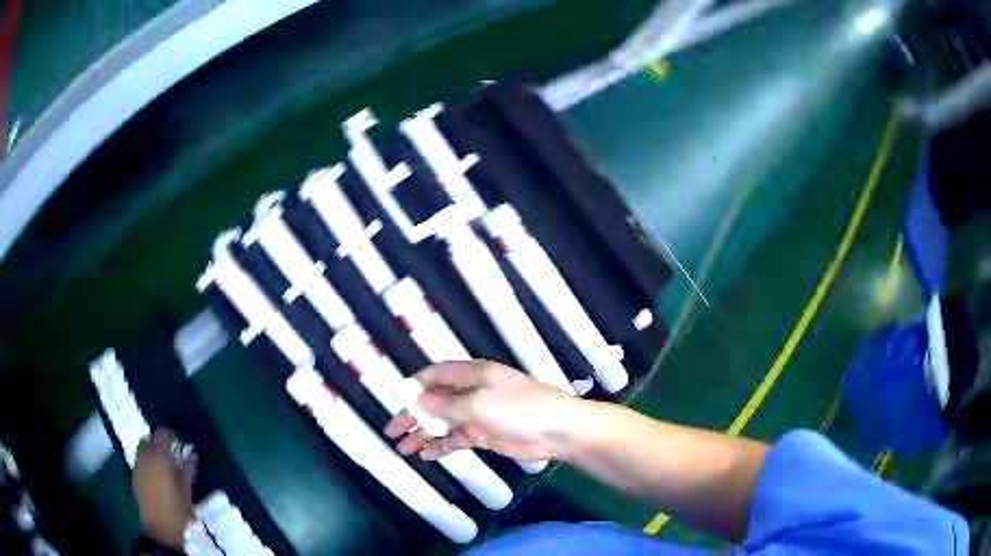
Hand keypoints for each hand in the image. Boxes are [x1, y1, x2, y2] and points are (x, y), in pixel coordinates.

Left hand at [132, 428, 197, 549]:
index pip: (163, 433)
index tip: (179, 441)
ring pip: (143, 448)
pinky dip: (147, 461)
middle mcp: (145, 456)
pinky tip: (156, 476)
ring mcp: (137, 465)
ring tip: (163, 464)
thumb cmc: (176, 508)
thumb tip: (193, 454)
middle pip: (150, 439)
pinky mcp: (134, 474)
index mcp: (159, 456)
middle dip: (160, 442)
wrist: (159, 526)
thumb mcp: (186, 489)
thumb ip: (188, 468)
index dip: (171, 434)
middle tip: (172, 453)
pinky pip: (140, 460)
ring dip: (152, 451)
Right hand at [385, 360, 576, 461]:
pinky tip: (425, 455)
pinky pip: (455, 439)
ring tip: (402, 448)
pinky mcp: (483, 435)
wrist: (556, 430)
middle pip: (434, 402)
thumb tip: (415, 401)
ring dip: (422, 434)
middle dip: (412, 415)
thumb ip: (445, 405)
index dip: (414, 387)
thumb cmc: (518, 408)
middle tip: (391, 430)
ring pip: (441, 423)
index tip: (394, 400)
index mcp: (471, 375)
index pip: (435, 375)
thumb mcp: (478, 403)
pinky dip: (440, 446)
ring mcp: (476, 415)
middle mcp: (470, 392)